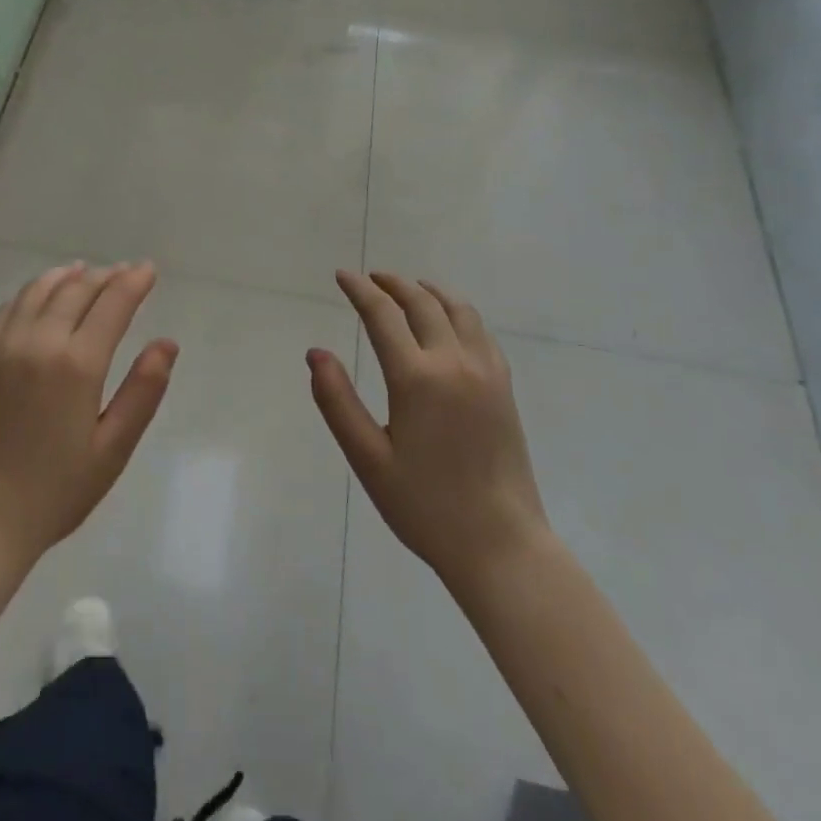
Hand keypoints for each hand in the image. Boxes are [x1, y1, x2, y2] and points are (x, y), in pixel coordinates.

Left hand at [0, 261, 175, 566]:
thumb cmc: (55, 491)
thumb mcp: (113, 449)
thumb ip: (143, 391)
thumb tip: (166, 343)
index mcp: (77, 363)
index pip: (112, 302)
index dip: (134, 281)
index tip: (149, 270)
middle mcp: (38, 341)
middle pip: (77, 288)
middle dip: (106, 275)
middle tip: (125, 273)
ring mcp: (3, 345)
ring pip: (40, 290)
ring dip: (68, 276)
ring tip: (86, 272)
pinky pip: (10, 306)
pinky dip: (33, 291)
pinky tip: (41, 295)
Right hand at [309, 271, 549, 595]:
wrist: (500, 544)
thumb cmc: (425, 506)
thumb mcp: (368, 459)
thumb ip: (337, 401)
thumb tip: (316, 353)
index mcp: (416, 378)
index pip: (382, 315)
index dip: (359, 290)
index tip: (342, 276)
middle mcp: (454, 362)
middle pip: (422, 303)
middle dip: (392, 284)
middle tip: (370, 278)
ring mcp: (485, 372)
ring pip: (458, 309)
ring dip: (429, 291)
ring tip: (409, 288)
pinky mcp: (504, 387)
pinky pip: (481, 331)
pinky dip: (458, 311)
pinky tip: (449, 321)